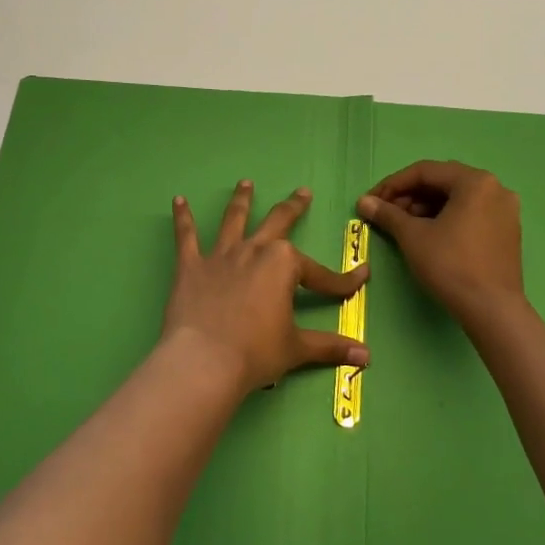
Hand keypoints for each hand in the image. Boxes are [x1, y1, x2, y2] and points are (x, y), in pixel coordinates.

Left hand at [164, 181, 369, 394]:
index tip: (360, 279)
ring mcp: (221, 256)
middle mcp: (254, 251)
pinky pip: (186, 237)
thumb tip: (366, 355)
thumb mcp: (297, 349)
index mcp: (283, 265)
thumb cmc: (256, 353)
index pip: (320, 274)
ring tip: (245, 183)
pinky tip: (178, 201)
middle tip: (302, 193)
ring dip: (241, 200)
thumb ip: (330, 346)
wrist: (204, 361)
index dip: (342, 281)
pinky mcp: (191, 266)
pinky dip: (182, 218)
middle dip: (293, 208)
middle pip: (277, 223)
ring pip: (234, 220)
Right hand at [357, 161, 524, 325]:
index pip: (425, 171)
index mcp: (475, 181)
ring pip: (457, 198)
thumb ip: (387, 213)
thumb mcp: (413, 236)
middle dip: (409, 196)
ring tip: (403, 225)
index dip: (393, 184)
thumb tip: (363, 201)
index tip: (372, 201)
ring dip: (426, 207)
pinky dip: (446, 217)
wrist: (491, 309)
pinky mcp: (507, 231)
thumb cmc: (450, 265)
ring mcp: (505, 210)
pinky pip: (470, 213)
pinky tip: (428, 233)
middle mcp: (495, 188)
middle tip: (386, 213)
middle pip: (443, 182)